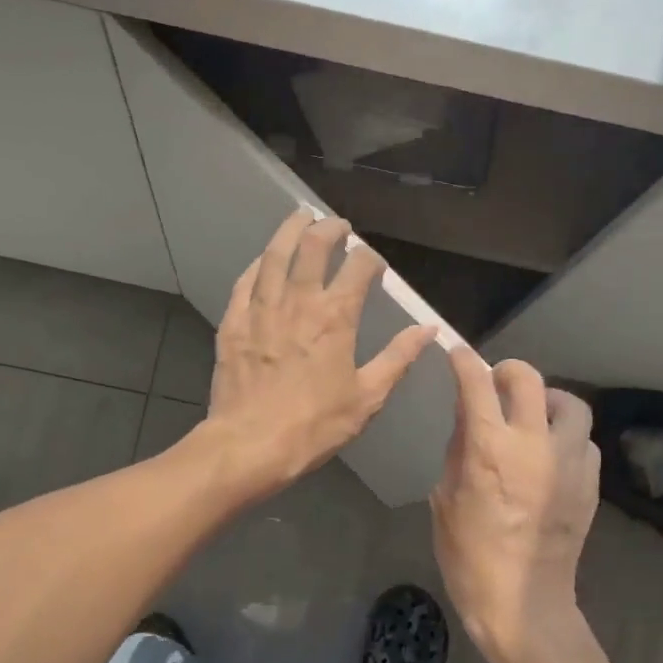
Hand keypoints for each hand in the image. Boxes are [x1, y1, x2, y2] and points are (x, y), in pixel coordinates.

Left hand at [199, 209, 434, 499]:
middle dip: (330, 229)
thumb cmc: (315, 425)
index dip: (371, 259)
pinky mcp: (233, 322)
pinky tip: (264, 260)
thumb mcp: (367, 397)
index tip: (374, 265)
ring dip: (290, 231)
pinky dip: (258, 264)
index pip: (359, 268)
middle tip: (338, 226)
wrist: (251, 444)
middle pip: (314, 246)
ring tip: (300, 217)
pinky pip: (246, 281)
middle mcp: (298, 301)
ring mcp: (261, 308)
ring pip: (275, 254)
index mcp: (336, 316)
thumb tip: (428, 329)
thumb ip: (398, 358)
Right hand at [430, 348, 600, 661]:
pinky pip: (584, 440)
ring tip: (532, 415)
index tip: (458, 354)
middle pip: (531, 380)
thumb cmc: (469, 555)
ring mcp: (570, 463)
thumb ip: (458, 448)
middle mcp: (535, 445)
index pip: (478, 384)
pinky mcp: (590, 484)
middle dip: (509, 370)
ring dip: (548, 401)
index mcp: (491, 449)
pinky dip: (566, 435)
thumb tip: (467, 414)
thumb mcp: (445, 498)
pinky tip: (550, 452)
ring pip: (571, 405)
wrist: (523, 602)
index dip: (465, 361)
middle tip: (496, 380)